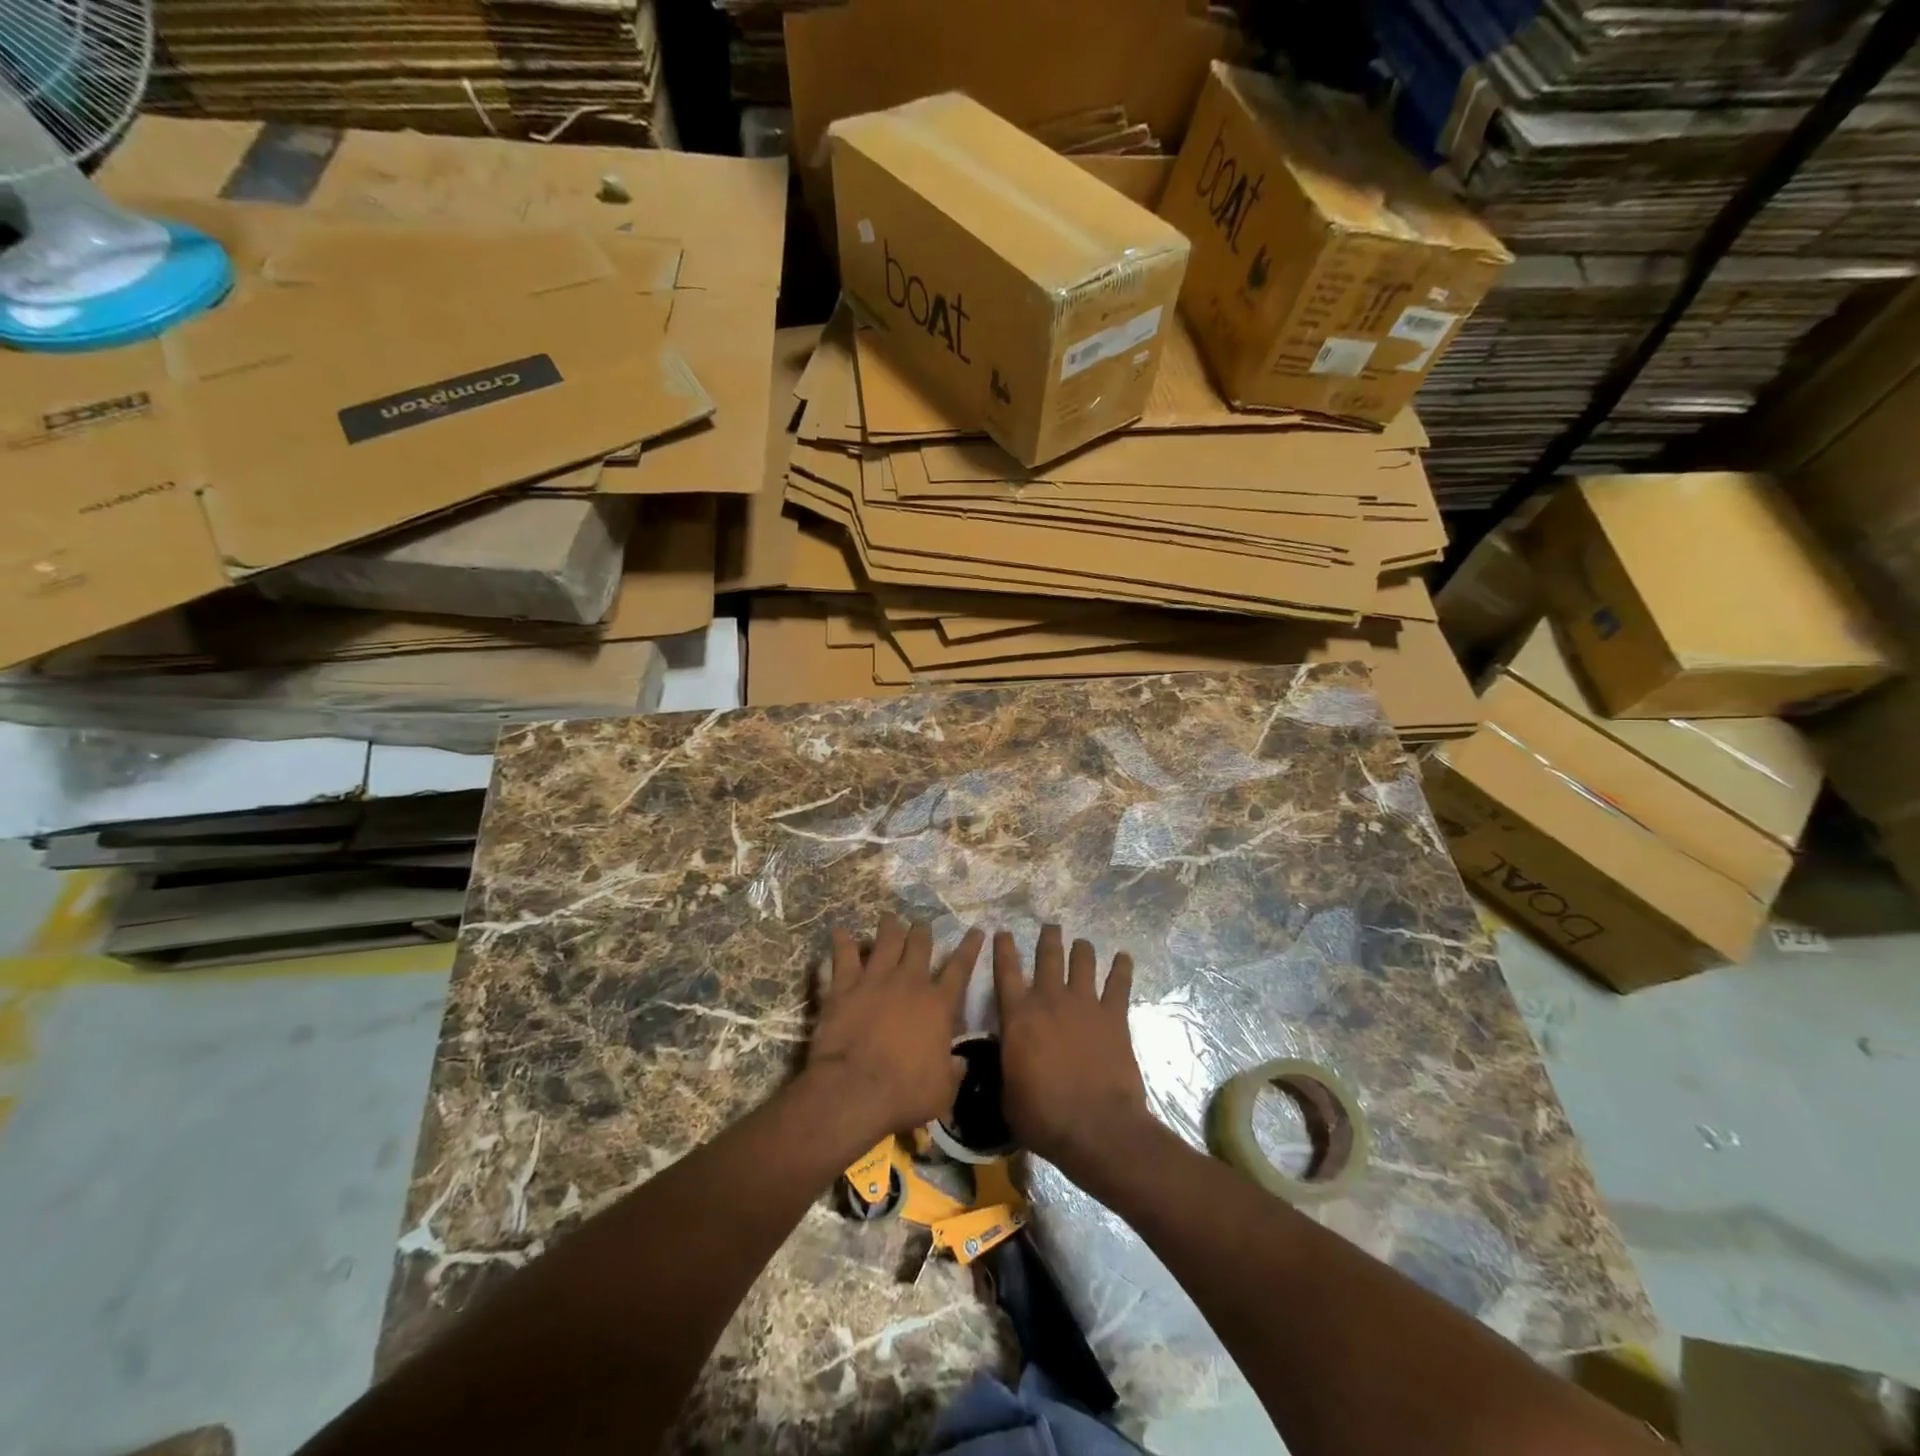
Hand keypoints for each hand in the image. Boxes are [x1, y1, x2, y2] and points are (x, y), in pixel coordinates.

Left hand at [807, 915, 984, 1141]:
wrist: (854, 1089)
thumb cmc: (905, 1094)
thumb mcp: (943, 1091)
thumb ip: (953, 1072)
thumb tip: (959, 1063)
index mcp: (939, 1005)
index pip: (960, 968)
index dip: (970, 948)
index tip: (976, 930)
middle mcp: (910, 983)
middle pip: (920, 946)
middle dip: (922, 932)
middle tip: (922, 924)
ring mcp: (876, 980)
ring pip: (886, 942)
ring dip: (889, 927)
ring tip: (890, 917)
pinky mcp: (845, 986)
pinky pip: (844, 956)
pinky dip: (842, 942)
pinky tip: (839, 930)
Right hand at [993, 925, 1155, 1183]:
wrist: (1096, 1127)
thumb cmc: (1043, 1117)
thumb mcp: (1007, 1094)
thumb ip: (1005, 1065)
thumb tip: (1005, 1058)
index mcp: (1018, 1016)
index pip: (1006, 971)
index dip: (1003, 948)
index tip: (1002, 931)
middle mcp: (1050, 999)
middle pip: (1048, 956)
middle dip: (1048, 938)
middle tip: (1050, 927)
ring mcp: (1084, 1004)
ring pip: (1082, 961)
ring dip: (1081, 948)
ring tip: (1081, 942)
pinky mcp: (1114, 1015)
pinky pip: (1119, 983)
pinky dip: (1122, 967)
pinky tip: (1124, 957)